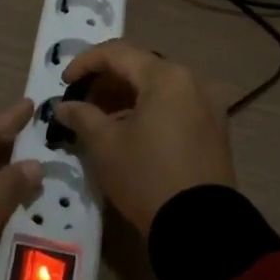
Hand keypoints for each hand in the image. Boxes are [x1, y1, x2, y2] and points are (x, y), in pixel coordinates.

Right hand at [52, 41, 233, 234]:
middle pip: (141, 66)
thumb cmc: (147, 176)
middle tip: (82, 101)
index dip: (85, 63)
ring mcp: (208, 103)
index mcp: (166, 76)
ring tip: (102, 118)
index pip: (117, 53)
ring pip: (159, 86)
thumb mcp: (106, 146)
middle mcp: (192, 80)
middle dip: (107, 80)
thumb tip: (64, 106)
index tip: (65, 82)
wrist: (201, 226)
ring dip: (128, 95)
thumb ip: (82, 117)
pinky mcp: (215, 127)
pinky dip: (150, 109)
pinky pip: (176, 104)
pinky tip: (131, 130)